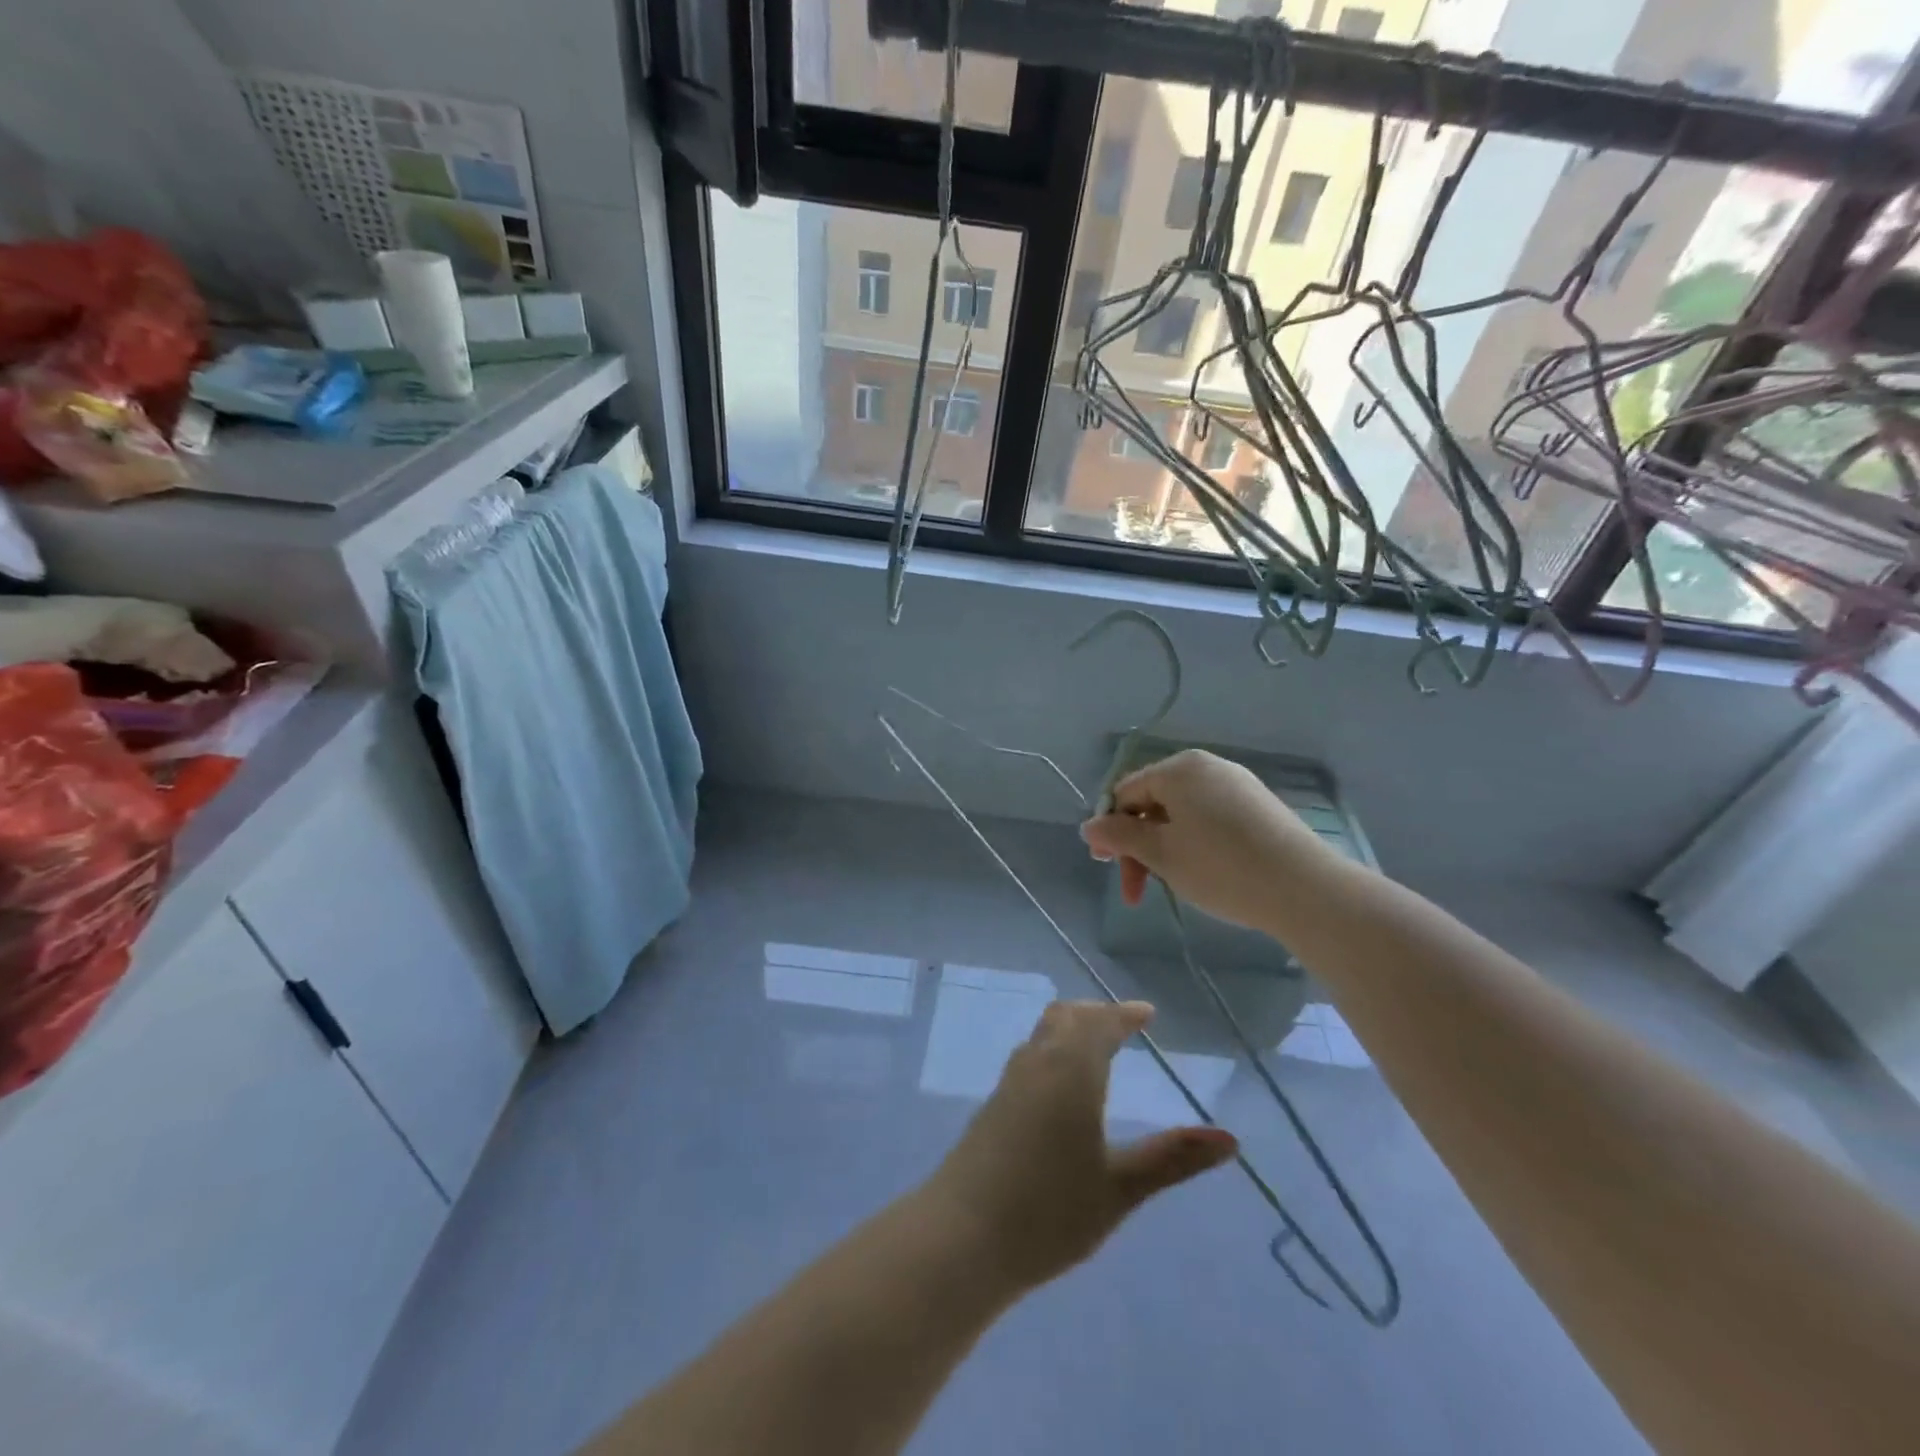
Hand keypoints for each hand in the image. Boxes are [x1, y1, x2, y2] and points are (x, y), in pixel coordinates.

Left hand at [923, 1000, 1237, 1291]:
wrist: (963, 1235)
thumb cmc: (1050, 1211)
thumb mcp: (1120, 1188)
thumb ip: (1172, 1158)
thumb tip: (1229, 1139)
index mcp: (1072, 1070)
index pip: (1101, 1023)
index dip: (1125, 1014)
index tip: (1146, 1012)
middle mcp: (1039, 1062)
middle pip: (1068, 1016)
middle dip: (1097, 1014)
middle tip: (1123, 1024)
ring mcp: (1010, 1081)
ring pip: (1044, 1032)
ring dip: (1071, 1027)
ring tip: (1095, 1046)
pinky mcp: (993, 1103)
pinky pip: (1031, 1054)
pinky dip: (1053, 1047)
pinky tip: (1060, 1083)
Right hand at [1079, 749, 1326, 931]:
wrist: (1305, 889)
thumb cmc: (1221, 867)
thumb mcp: (1161, 854)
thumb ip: (1119, 836)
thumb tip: (1088, 826)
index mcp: (1178, 768)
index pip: (1125, 793)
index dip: (1111, 830)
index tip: (1110, 868)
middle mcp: (1207, 766)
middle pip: (1153, 802)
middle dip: (1139, 845)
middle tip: (1136, 890)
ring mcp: (1237, 784)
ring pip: (1181, 813)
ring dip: (1165, 848)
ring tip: (1171, 884)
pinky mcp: (1258, 806)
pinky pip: (1209, 818)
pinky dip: (1194, 844)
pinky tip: (1204, 873)